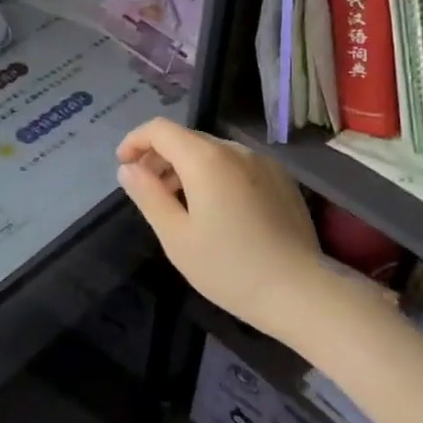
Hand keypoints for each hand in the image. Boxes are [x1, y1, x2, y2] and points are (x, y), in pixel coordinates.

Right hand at [116, 118, 324, 335]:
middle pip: (187, 139)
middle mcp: (235, 150)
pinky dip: (215, 176)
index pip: (160, 129)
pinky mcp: (281, 180)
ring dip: (187, 168)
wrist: (300, 292)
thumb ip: (148, 195)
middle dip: (160, 157)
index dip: (135, 141)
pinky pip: (237, 166)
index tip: (123, 165)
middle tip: (147, 191)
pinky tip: (216, 211)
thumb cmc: (229, 268)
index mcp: (205, 158)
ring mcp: (263, 163)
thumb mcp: (176, 237)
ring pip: (213, 152)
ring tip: (178, 204)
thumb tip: (128, 168)